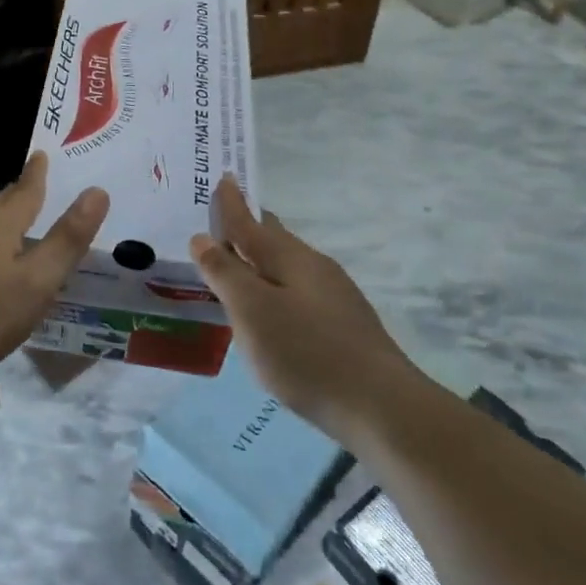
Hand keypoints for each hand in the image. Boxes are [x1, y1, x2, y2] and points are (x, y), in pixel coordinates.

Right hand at [189, 177, 411, 440]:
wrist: (382, 406)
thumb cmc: (306, 352)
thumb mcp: (251, 311)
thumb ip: (224, 273)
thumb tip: (202, 238)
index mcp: (288, 257)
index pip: (250, 221)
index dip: (231, 203)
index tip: (223, 178)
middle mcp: (313, 266)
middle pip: (273, 238)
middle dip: (247, 227)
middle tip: (221, 221)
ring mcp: (334, 295)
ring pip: (288, 265)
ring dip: (261, 259)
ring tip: (239, 265)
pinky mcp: (344, 324)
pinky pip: (299, 290)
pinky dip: (277, 286)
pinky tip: (273, 309)